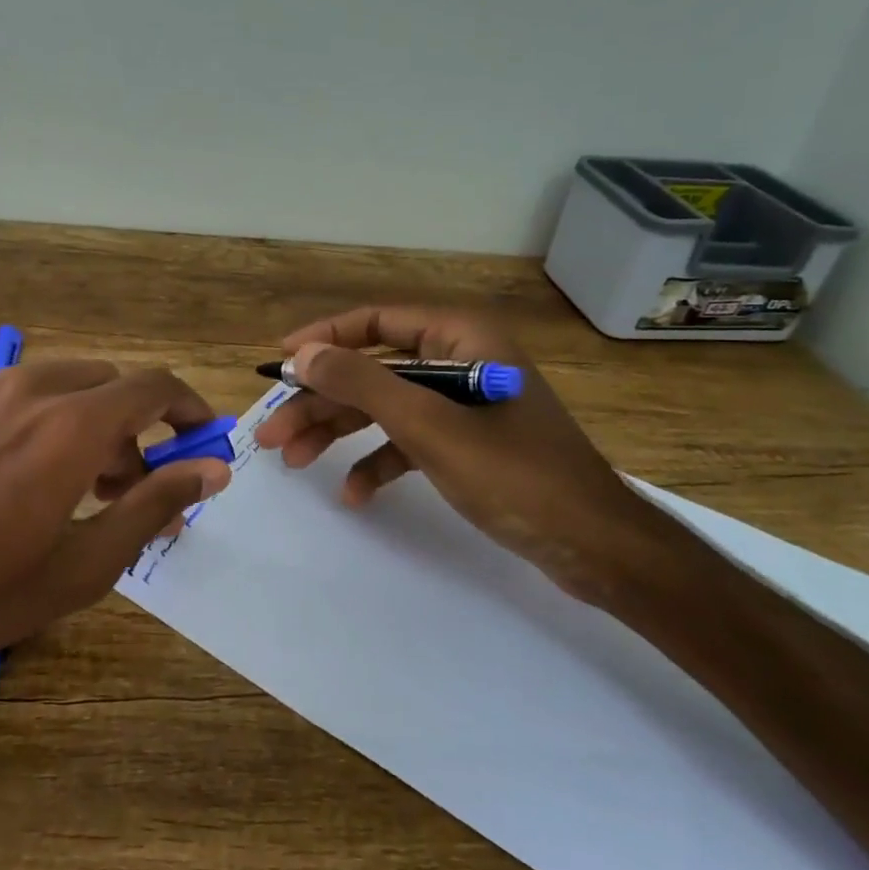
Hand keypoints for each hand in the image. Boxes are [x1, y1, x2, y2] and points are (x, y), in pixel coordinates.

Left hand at [0, 361, 230, 724]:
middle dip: (140, 429)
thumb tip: (212, 470)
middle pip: (115, 385)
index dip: (189, 410)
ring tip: (86, 493)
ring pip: (72, 386)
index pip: (155, 387)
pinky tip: (32, 481)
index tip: (202, 445)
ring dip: (97, 424)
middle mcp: (34, 390)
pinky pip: (29, 395)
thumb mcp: (81, 566)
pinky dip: (55, 421)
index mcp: (72, 427)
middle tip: (136, 491)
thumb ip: (154, 506)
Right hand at [252, 306, 673, 607]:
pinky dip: (379, 462)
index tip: (279, 362)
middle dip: (321, 401)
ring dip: (339, 432)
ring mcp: (464, 405)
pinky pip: (409, 442)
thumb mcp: (430, 426)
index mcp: (461, 338)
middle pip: (373, 371)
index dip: (323, 338)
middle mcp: (461, 361)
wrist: (595, 547)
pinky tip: (353, 493)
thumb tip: (302, 354)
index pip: (376, 322)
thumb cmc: (515, 475)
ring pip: (385, 408)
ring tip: (293, 462)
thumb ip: (363, 384)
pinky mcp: (468, 444)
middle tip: (272, 433)